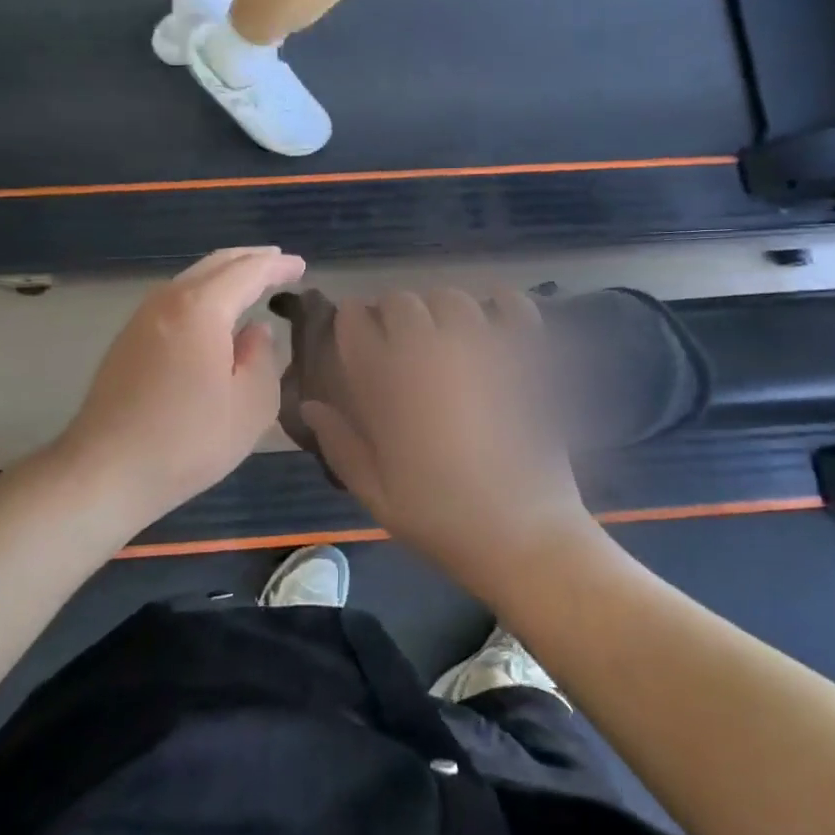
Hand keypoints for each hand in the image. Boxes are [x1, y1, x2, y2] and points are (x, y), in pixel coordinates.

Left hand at [58, 247, 305, 523]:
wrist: (105, 471)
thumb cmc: (187, 440)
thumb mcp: (251, 406)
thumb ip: (263, 358)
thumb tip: (255, 332)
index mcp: (201, 308)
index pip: (248, 272)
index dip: (277, 266)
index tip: (301, 266)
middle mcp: (168, 300)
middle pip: (215, 264)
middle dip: (251, 259)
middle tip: (279, 262)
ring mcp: (142, 318)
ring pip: (191, 278)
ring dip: (225, 274)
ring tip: (251, 281)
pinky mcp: (128, 339)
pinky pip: (175, 297)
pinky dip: (203, 292)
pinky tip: (213, 311)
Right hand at [300, 288, 596, 600]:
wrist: (524, 536)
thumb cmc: (443, 519)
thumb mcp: (376, 494)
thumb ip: (339, 443)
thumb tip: (310, 405)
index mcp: (387, 382)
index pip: (355, 321)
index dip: (351, 321)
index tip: (355, 336)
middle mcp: (430, 351)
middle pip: (401, 301)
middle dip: (392, 315)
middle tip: (398, 342)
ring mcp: (482, 348)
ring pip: (451, 298)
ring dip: (439, 311)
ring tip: (444, 336)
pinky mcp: (525, 355)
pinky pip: (513, 306)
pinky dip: (502, 303)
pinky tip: (495, 316)